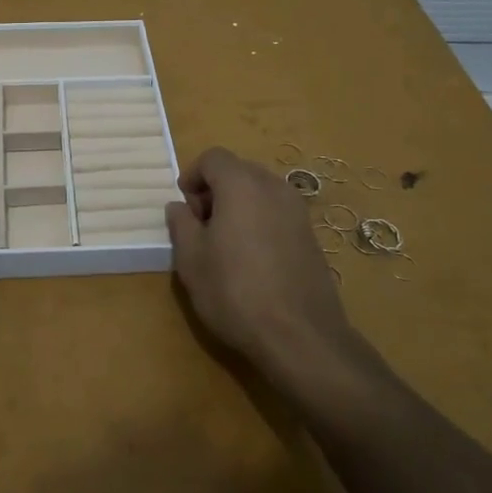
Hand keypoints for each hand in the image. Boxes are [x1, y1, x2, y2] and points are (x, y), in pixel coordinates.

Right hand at [165, 147, 354, 387]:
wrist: (300, 335)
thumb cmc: (235, 291)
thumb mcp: (191, 259)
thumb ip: (181, 224)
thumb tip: (179, 207)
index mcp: (242, 185)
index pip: (213, 157)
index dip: (193, 175)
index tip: (184, 206)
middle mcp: (274, 187)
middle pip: (239, 170)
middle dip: (216, 189)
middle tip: (201, 225)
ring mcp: (298, 211)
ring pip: (260, 191)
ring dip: (238, 205)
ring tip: (225, 243)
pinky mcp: (312, 236)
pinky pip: (277, 213)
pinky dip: (260, 221)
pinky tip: (252, 259)